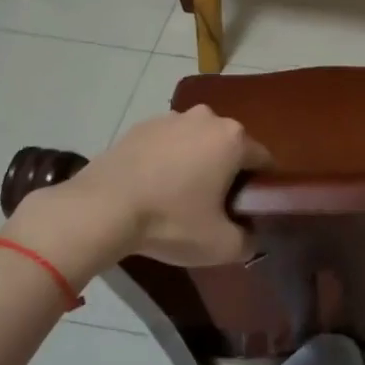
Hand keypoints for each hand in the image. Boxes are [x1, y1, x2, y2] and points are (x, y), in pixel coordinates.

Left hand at [5, 107, 271, 279]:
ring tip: (178, 197)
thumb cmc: (170, 221)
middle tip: (214, 207)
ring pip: (197, 142)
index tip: (249, 208)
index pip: (263, 160)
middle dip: (227, 171)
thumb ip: (248, 242)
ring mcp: (171, 118)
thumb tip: (251, 237)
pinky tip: (153, 187)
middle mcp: (207, 118)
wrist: (102, 208)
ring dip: (196, 162)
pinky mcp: (141, 125)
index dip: (261, 186)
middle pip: (229, 147)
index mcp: (233, 138)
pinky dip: (166, 159)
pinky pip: (167, 143)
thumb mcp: (220, 245)